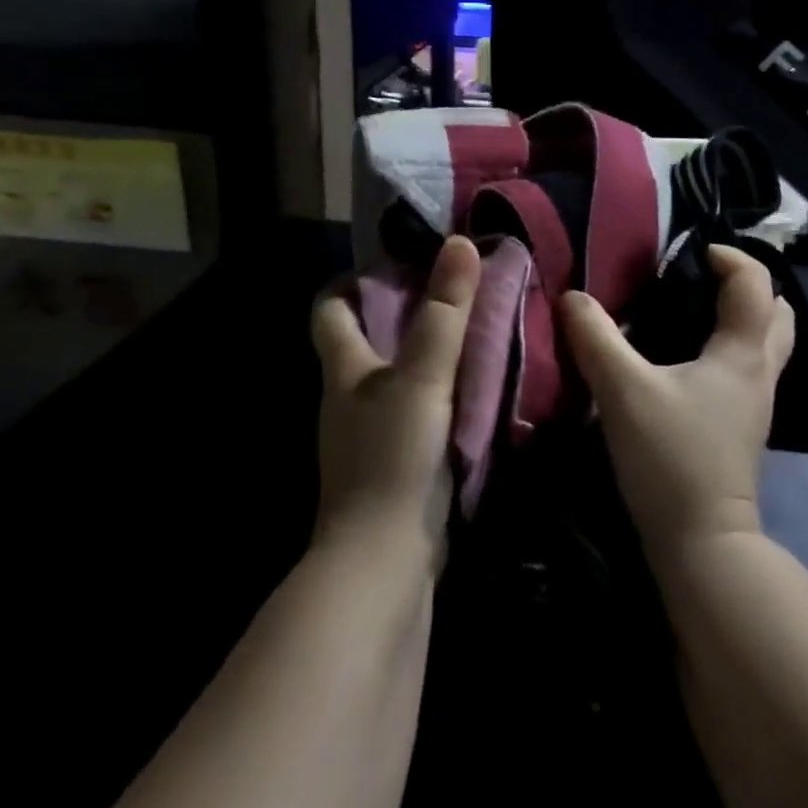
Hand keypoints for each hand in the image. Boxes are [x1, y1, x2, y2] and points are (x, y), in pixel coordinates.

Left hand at [310, 236, 480, 570]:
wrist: (383, 564)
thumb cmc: (393, 457)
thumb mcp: (423, 377)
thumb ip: (445, 313)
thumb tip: (461, 243)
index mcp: (344, 368)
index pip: (330, 308)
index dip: (355, 280)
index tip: (400, 261)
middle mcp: (351, 395)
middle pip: (368, 337)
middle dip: (407, 309)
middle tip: (457, 288)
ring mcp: (372, 432)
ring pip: (398, 374)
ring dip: (429, 350)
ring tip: (476, 328)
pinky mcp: (397, 462)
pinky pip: (419, 408)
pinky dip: (442, 390)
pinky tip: (477, 385)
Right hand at [559, 247, 794, 559]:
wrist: (702, 544)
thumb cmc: (670, 458)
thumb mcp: (623, 391)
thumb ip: (596, 338)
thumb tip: (573, 297)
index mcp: (742, 352)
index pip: (757, 283)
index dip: (731, 257)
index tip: (692, 252)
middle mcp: (760, 371)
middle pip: (777, 312)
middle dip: (747, 286)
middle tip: (702, 278)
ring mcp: (756, 402)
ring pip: (768, 343)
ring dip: (744, 317)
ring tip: (696, 310)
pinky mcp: (743, 425)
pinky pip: (750, 367)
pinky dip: (732, 347)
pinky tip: (692, 357)